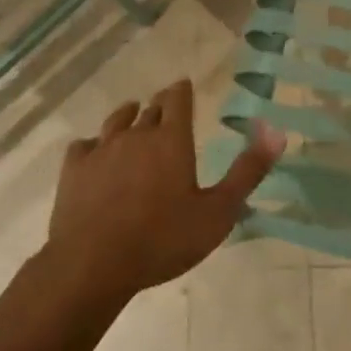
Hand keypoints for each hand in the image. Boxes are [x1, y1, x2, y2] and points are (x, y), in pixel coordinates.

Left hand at [47, 79, 284, 306]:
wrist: (94, 264)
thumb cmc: (163, 240)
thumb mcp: (218, 212)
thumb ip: (248, 171)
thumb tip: (276, 131)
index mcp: (171, 140)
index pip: (177, 99)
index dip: (182, 91)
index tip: (184, 87)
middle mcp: (136, 134)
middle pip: (149, 110)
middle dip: (159, 107)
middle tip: (164, 108)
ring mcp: (101, 149)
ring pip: (116, 121)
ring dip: (127, 116)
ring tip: (132, 114)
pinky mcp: (74, 168)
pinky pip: (83, 145)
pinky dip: (92, 145)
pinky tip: (94, 153)